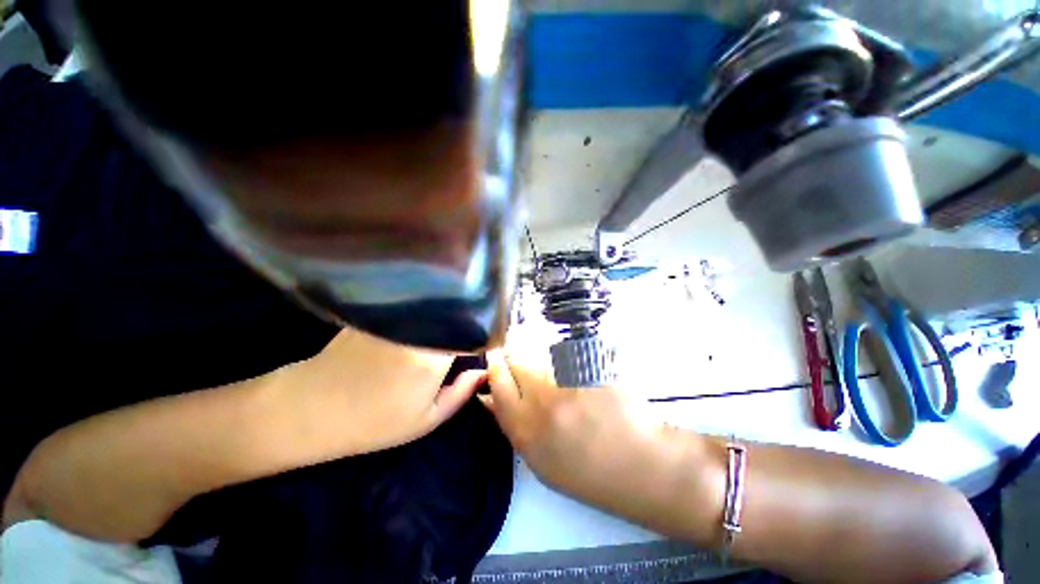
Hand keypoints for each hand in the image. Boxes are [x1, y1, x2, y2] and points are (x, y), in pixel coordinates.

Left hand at [275, 326, 485, 457]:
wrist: (312, 408)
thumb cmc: (373, 422)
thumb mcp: (425, 420)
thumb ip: (461, 394)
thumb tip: (483, 371)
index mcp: (433, 358)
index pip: (473, 333)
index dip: (484, 335)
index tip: (488, 341)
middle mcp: (419, 330)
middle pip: (457, 314)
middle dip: (470, 321)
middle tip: (475, 331)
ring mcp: (399, 317)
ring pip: (438, 306)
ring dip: (451, 313)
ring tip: (455, 323)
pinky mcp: (383, 311)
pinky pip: (417, 305)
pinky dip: (430, 309)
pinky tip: (429, 318)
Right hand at [478, 351, 674, 509]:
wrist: (641, 465)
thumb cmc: (590, 472)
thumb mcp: (543, 463)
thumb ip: (516, 428)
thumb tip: (493, 399)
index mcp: (526, 432)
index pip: (498, 387)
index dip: (494, 369)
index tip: (494, 358)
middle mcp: (542, 403)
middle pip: (518, 364)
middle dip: (516, 359)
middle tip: (526, 361)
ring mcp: (569, 384)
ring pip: (542, 358)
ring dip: (544, 362)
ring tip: (564, 379)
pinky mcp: (590, 369)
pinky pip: (569, 356)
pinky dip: (570, 361)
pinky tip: (584, 377)